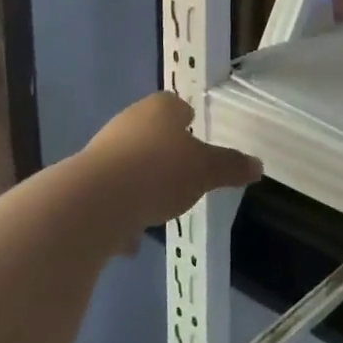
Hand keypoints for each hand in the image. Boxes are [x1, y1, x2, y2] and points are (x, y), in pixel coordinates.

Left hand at [85, 92, 260, 231]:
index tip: (196, 136)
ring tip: (158, 208)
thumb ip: (231, 166)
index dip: (187, 119)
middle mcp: (128, 122)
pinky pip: (111, 195)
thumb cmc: (159, 172)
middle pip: (150, 132)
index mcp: (159, 109)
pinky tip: (131, 238)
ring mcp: (102, 151)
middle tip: (183, 173)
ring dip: (142, 182)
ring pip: (129, 163)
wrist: (95, 202)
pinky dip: (121, 212)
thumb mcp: (206, 171)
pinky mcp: (84, 182)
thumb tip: (258, 165)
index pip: (175, 104)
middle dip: (165, 152)